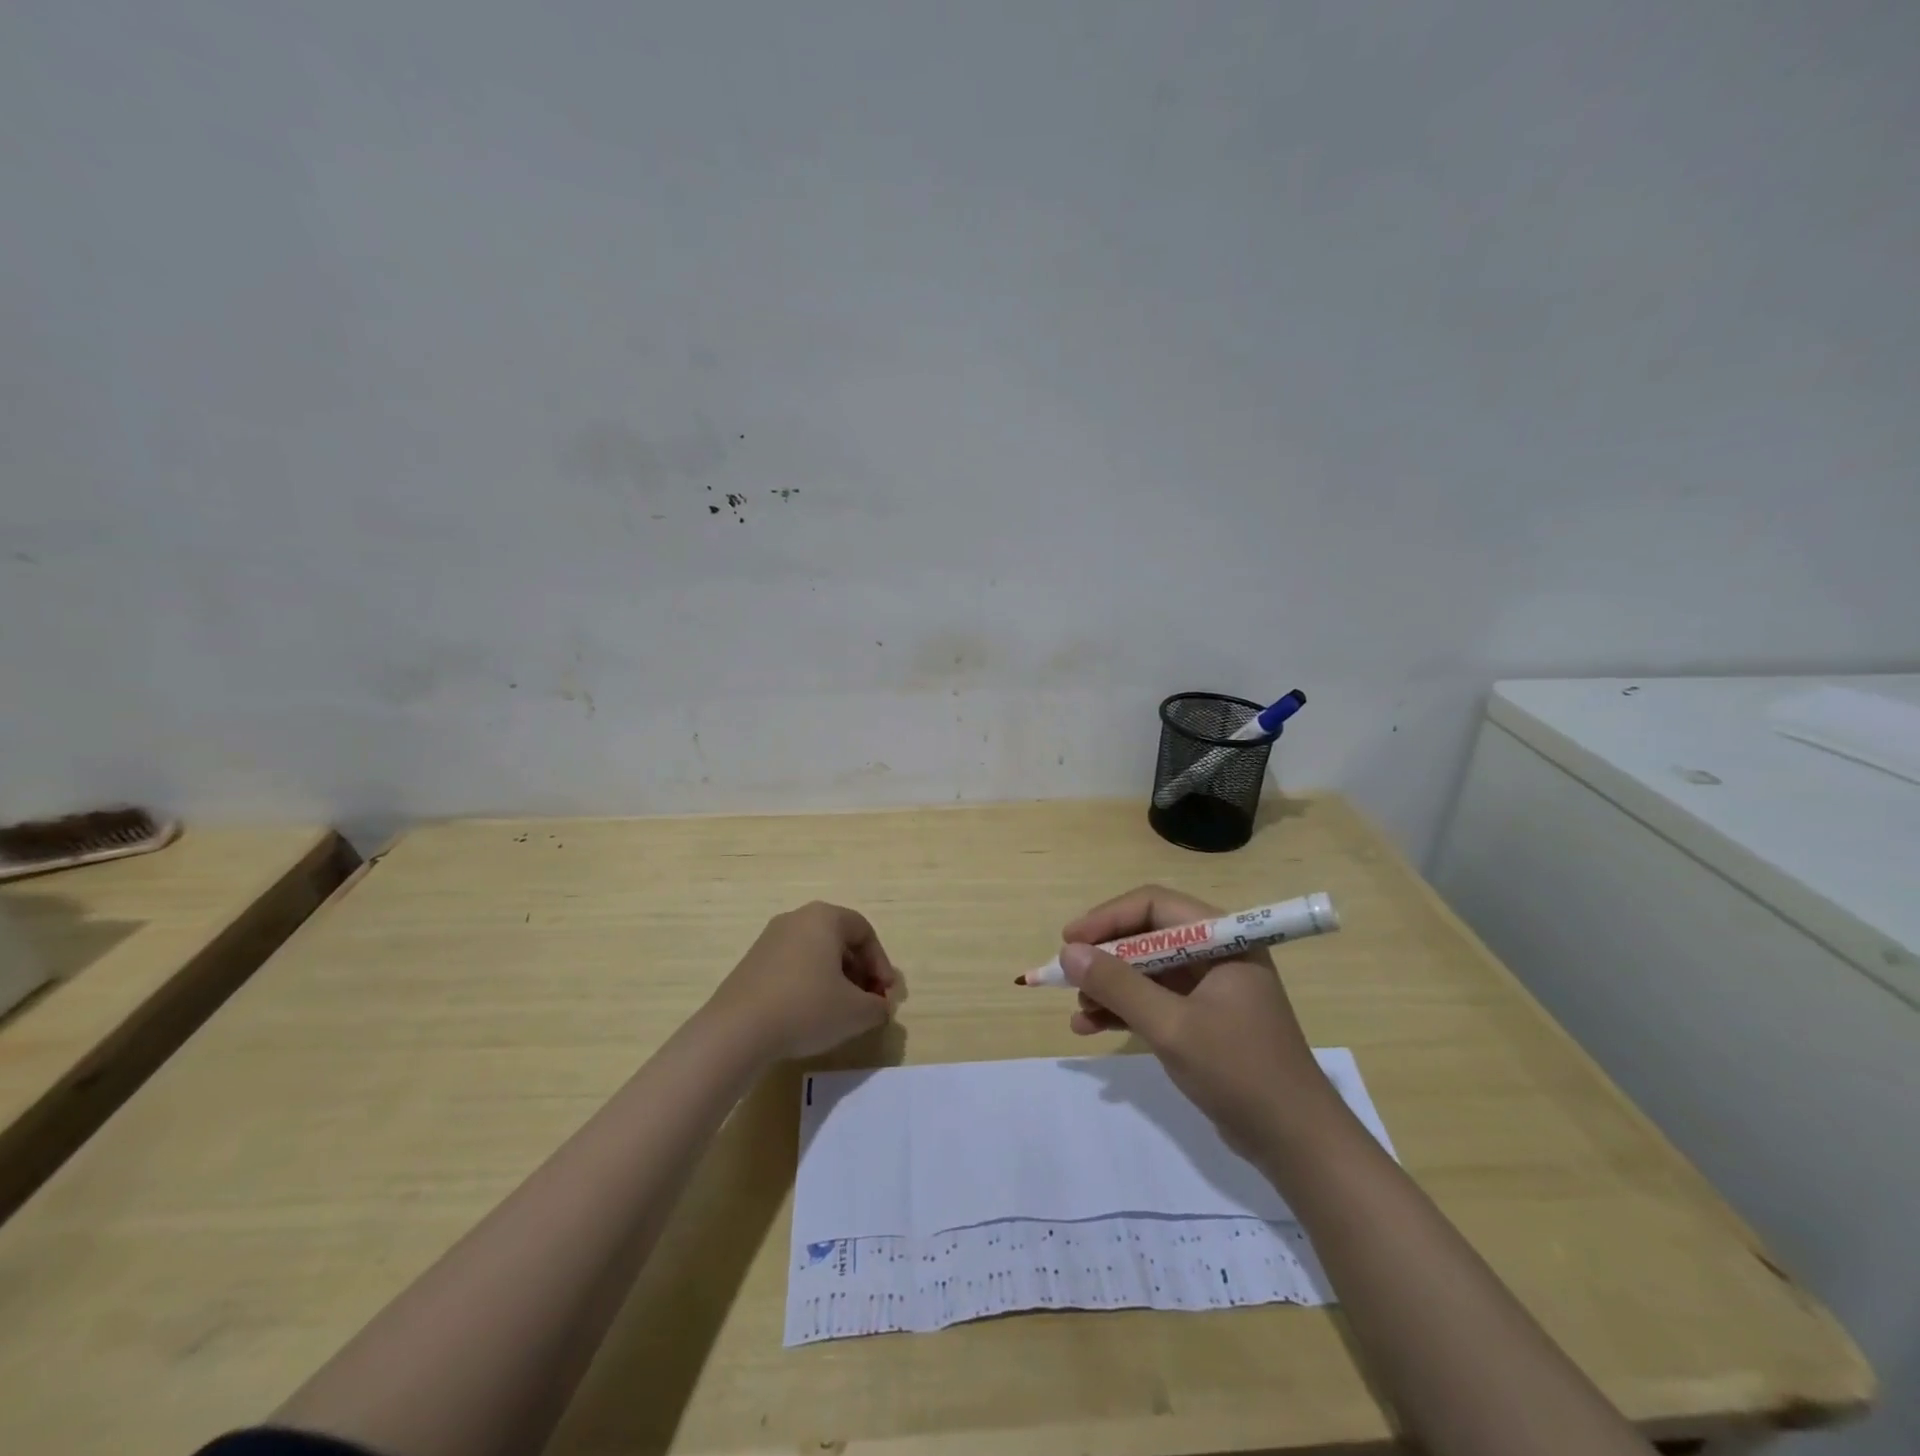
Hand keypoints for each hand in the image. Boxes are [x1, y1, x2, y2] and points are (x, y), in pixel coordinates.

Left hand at [704, 902, 903, 1063]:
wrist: (737, 1030)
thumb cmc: (806, 1008)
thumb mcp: (856, 1012)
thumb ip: (878, 1007)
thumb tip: (880, 1007)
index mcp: (824, 918)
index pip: (864, 932)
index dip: (881, 964)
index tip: (885, 995)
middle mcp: (796, 919)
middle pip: (839, 940)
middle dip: (859, 972)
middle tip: (867, 1003)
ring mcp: (769, 939)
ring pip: (815, 954)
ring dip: (835, 980)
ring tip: (840, 1012)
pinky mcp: (752, 963)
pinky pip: (792, 966)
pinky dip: (809, 984)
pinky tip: (809, 1015)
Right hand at [1060, 884, 1331, 1155]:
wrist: (1296, 1143)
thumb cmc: (1240, 1072)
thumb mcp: (1171, 1027)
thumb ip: (1118, 986)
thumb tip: (1068, 952)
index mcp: (1223, 939)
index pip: (1154, 906)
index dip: (1107, 918)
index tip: (1069, 940)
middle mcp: (1217, 953)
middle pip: (1147, 936)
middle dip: (1105, 956)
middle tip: (1067, 975)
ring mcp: (1210, 987)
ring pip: (1147, 969)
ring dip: (1110, 986)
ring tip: (1077, 1010)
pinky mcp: (1204, 1018)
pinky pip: (1155, 999)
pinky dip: (1124, 1009)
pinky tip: (1090, 1027)